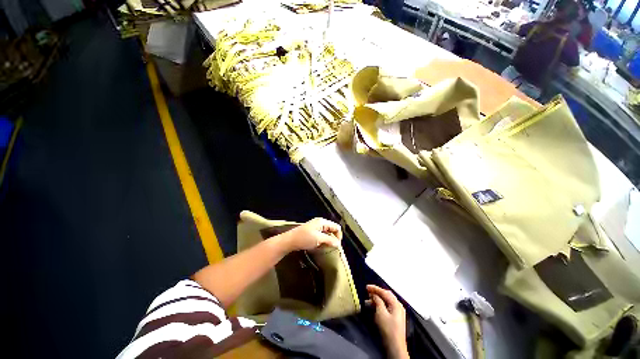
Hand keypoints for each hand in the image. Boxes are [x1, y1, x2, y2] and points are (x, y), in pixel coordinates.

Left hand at [280, 218, 341, 251]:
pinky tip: (320, 246)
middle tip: (332, 247)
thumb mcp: (318, 239)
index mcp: (322, 222)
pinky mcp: (312, 232)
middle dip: (333, 238)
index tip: (337, 245)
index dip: (338, 235)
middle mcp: (320, 222)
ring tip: (326, 247)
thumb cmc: (304, 238)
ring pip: (326, 233)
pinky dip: (322, 240)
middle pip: (332, 229)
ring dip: (328, 240)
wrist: (290, 241)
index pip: (336, 227)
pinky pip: (321, 235)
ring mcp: (315, 227)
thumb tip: (338, 243)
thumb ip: (329, 240)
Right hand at [367, 285, 408, 358]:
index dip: (375, 288)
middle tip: (368, 292)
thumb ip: (378, 301)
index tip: (366, 287)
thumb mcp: (381, 313)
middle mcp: (398, 306)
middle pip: (386, 295)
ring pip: (387, 301)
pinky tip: (374, 306)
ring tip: (369, 300)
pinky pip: (387, 306)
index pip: (384, 292)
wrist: (395, 347)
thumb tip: (374, 295)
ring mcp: (398, 312)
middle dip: (377, 292)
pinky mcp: (396, 317)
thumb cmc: (388, 329)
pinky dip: (380, 304)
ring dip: (378, 299)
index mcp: (396, 304)